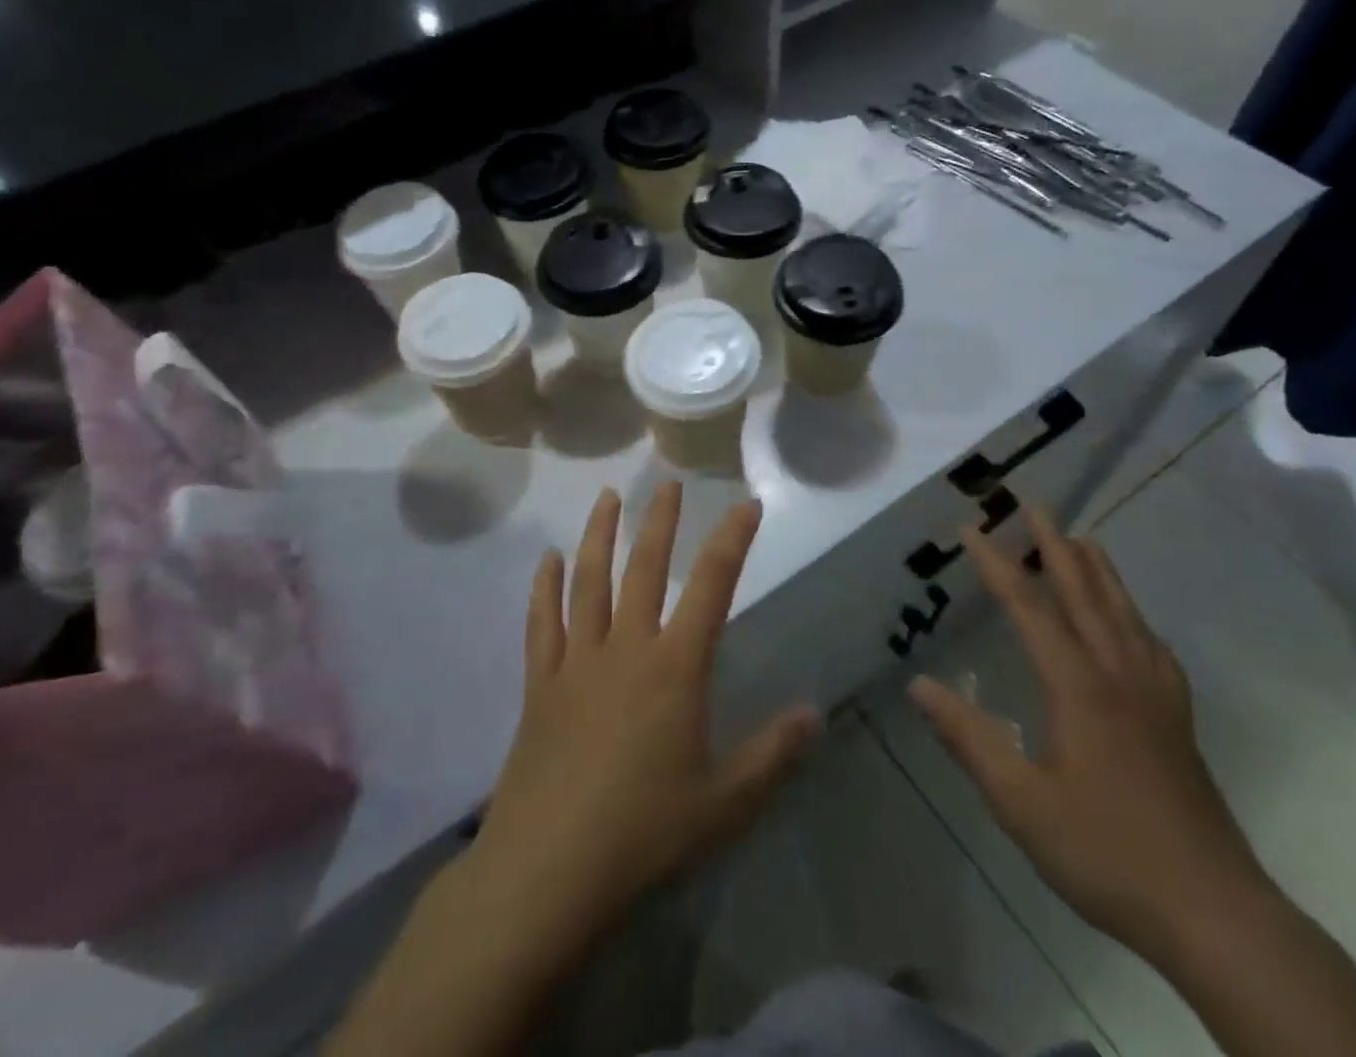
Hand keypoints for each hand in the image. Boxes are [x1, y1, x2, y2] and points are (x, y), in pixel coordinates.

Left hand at [465, 483, 821, 951]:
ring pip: (589, 582)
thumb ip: (772, 754)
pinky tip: (548, 560)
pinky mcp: (540, 685)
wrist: (548, 872)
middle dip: (659, 522)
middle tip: (666, 483)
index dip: (732, 540)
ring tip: (606, 498)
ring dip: (599, 535)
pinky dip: (545, 587)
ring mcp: (577, 662)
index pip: (712, 586)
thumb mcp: (724, 804)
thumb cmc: (644, 835)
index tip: (746, 505)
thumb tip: (816, 713)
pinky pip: (542, 623)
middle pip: (645, 568)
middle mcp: (626, 648)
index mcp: (675, 668)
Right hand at [909, 509, 1268, 964]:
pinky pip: (1151, 644)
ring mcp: (1156, 694)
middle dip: (1055, 545)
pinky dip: (1133, 614)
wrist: (1214, 913)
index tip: (971, 529)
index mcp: (1077, 686)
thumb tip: (917, 685)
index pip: (1029, 607)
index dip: (996, 565)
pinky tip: (1132, 622)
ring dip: (1098, 569)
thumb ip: (967, 738)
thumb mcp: (1020, 802)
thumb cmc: (1105, 851)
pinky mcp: (1177, 718)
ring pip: (1124, 612)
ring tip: (1081, 539)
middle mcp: (1118, 673)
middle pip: (1084, 593)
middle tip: (1035, 505)